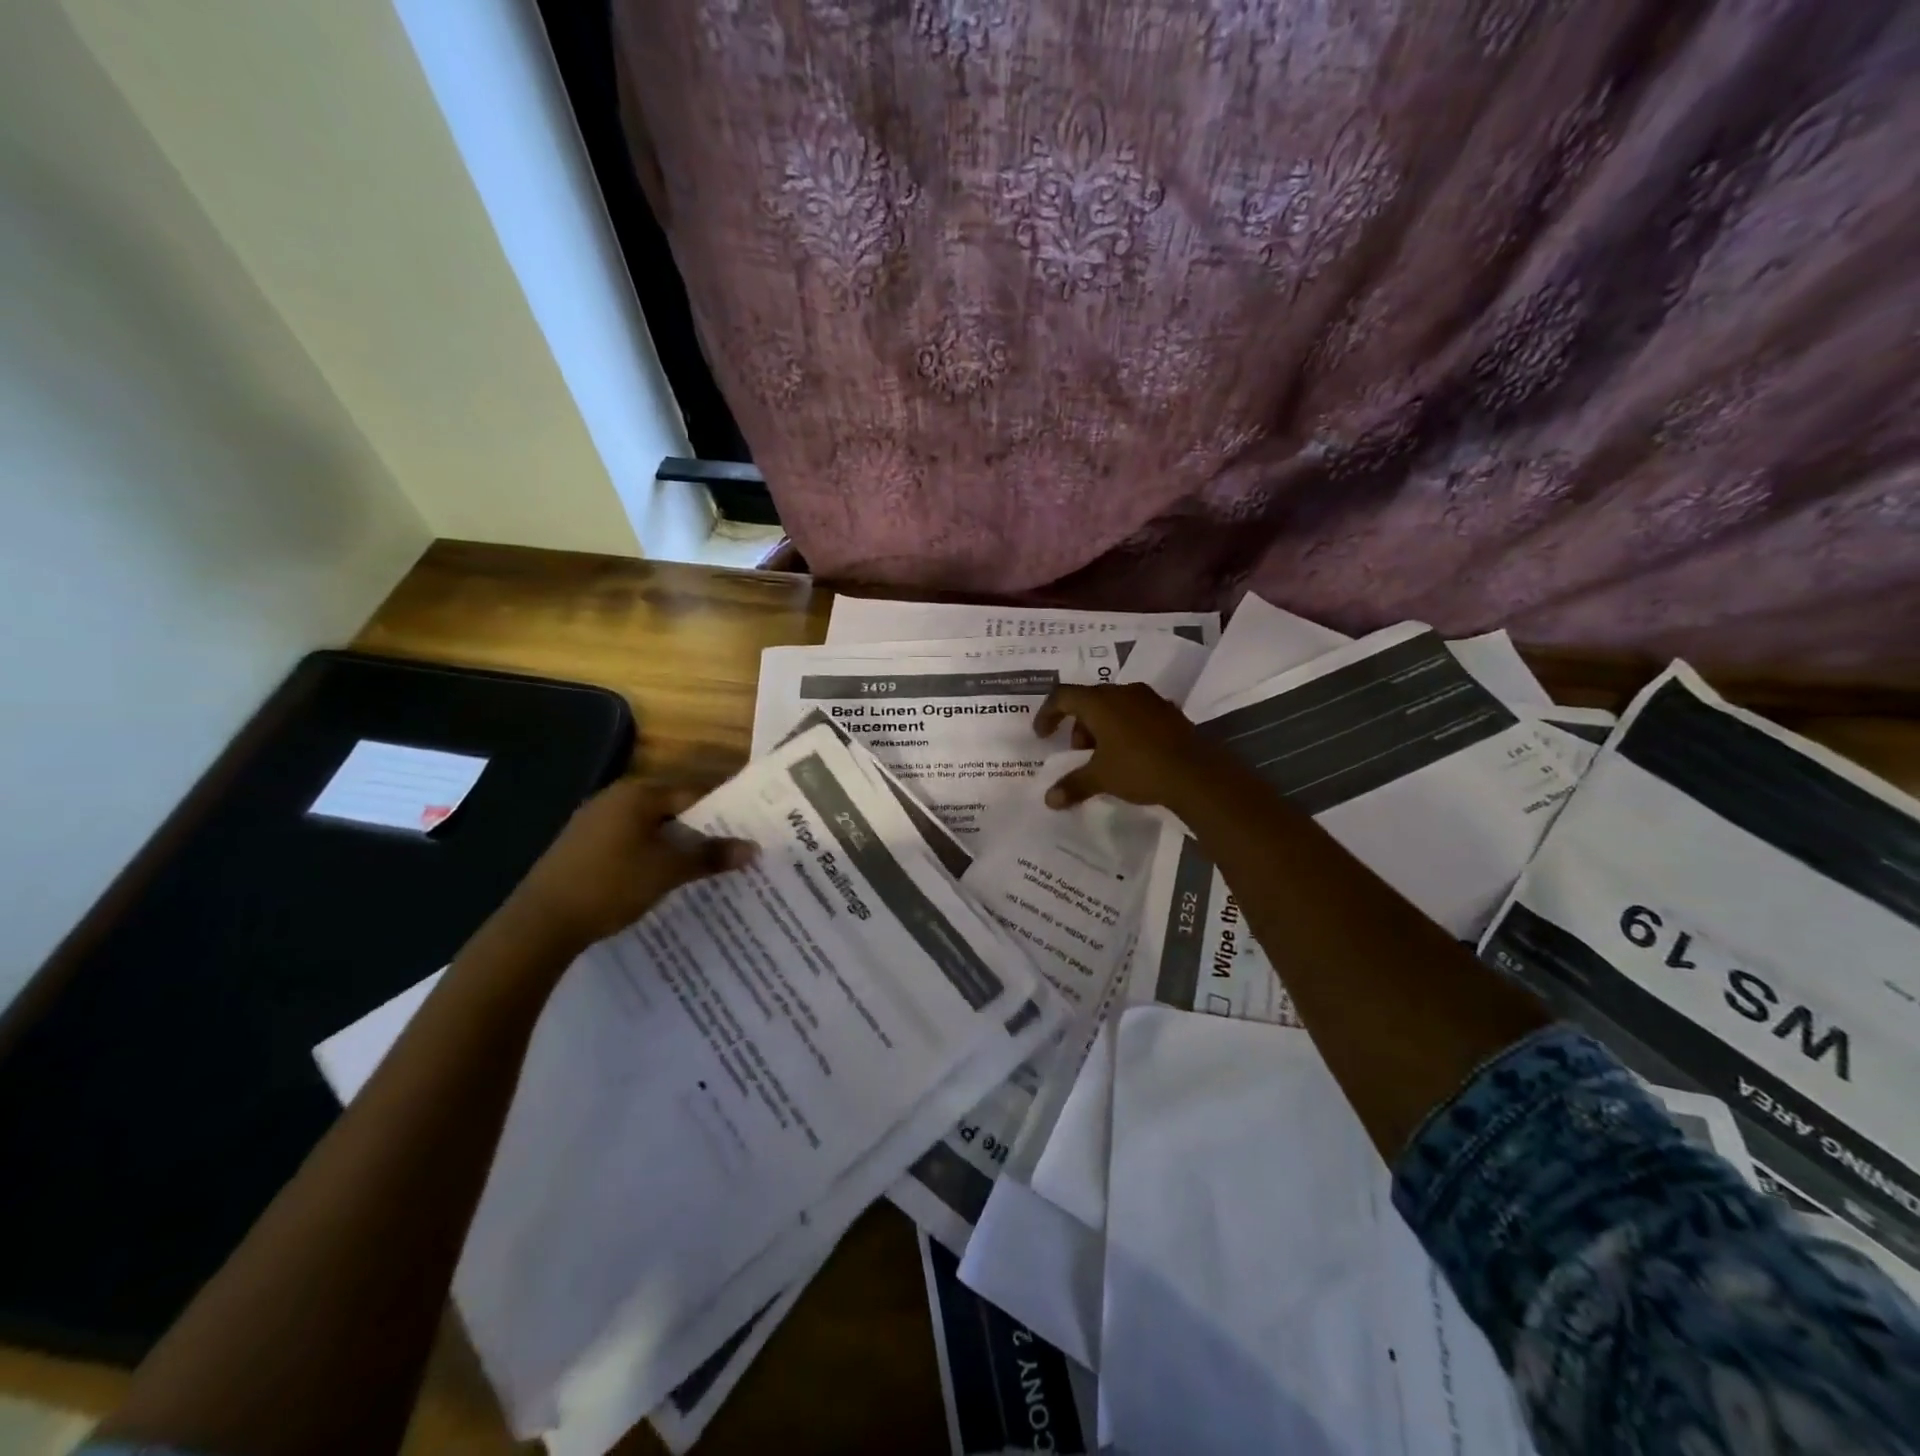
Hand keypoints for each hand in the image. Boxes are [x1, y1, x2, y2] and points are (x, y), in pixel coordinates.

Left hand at [504, 779, 756, 951]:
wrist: (540, 923)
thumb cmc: (611, 885)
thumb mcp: (668, 871)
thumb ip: (711, 856)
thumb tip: (752, 848)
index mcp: (637, 794)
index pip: (693, 793)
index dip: (722, 812)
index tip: (745, 831)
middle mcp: (614, 798)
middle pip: (671, 809)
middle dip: (699, 830)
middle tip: (728, 851)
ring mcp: (592, 822)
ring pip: (648, 828)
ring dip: (673, 845)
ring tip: (701, 867)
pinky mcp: (580, 847)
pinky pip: (627, 842)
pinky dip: (648, 855)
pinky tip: (659, 878)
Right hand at [1034, 682, 1212, 810]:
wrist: (1195, 773)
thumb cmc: (1138, 768)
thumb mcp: (1101, 778)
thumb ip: (1072, 785)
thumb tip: (1049, 800)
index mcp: (1100, 702)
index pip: (1063, 696)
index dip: (1048, 713)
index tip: (1043, 735)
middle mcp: (1123, 692)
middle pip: (1090, 700)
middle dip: (1079, 725)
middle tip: (1079, 751)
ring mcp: (1149, 699)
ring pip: (1115, 705)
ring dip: (1102, 726)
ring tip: (1105, 755)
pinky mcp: (1169, 711)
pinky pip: (1137, 713)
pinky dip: (1125, 728)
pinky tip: (1131, 752)